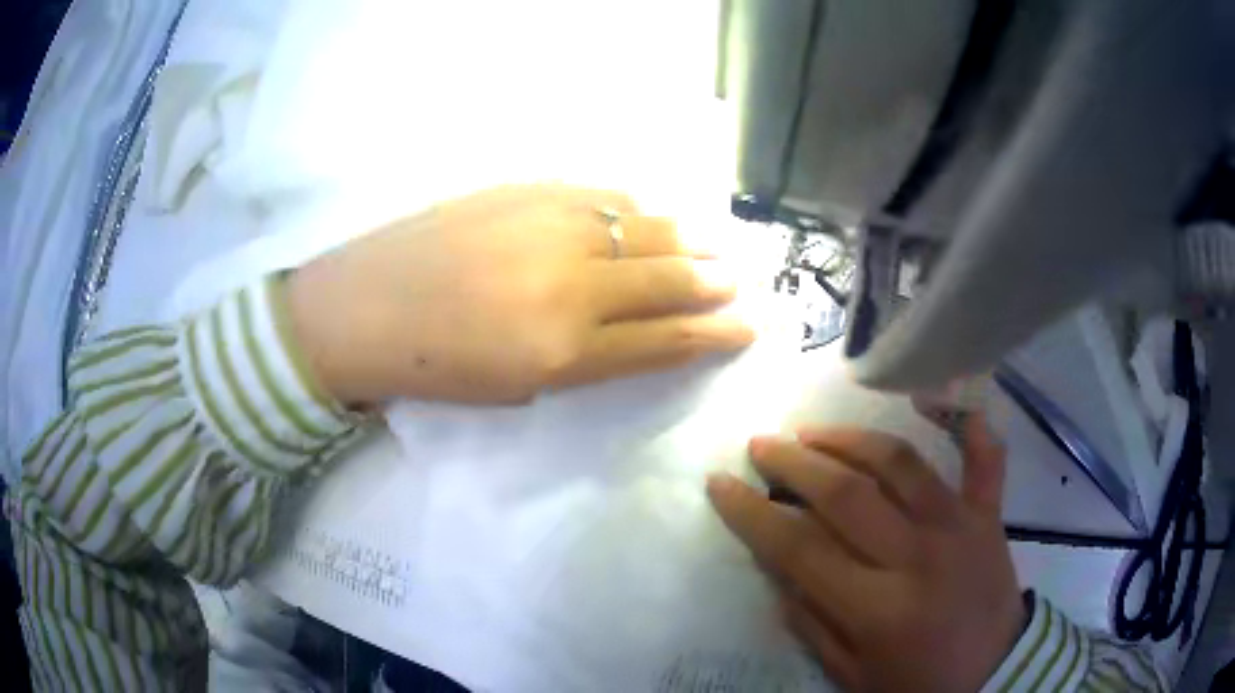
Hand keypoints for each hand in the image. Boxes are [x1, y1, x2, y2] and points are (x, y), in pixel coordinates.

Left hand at [284, 184, 753, 405]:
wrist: (362, 308)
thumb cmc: (433, 367)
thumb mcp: (516, 388)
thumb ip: (587, 358)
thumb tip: (638, 330)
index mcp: (565, 350)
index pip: (666, 339)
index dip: (714, 333)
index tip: (748, 326)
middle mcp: (570, 284)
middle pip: (667, 279)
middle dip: (714, 282)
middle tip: (741, 280)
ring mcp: (549, 226)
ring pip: (644, 228)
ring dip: (689, 238)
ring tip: (716, 243)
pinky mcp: (526, 190)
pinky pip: (602, 195)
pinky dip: (637, 209)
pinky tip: (649, 215)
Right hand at [707, 411, 1025, 691]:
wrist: (995, 674)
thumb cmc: (920, 684)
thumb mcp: (853, 676)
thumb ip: (814, 626)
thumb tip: (781, 575)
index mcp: (878, 608)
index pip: (800, 549)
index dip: (753, 514)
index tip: (721, 484)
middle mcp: (918, 557)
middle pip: (847, 495)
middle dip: (794, 464)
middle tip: (762, 445)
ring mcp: (960, 528)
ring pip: (901, 464)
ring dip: (851, 440)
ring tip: (814, 431)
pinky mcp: (989, 517)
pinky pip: (984, 461)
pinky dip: (966, 426)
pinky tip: (935, 399)